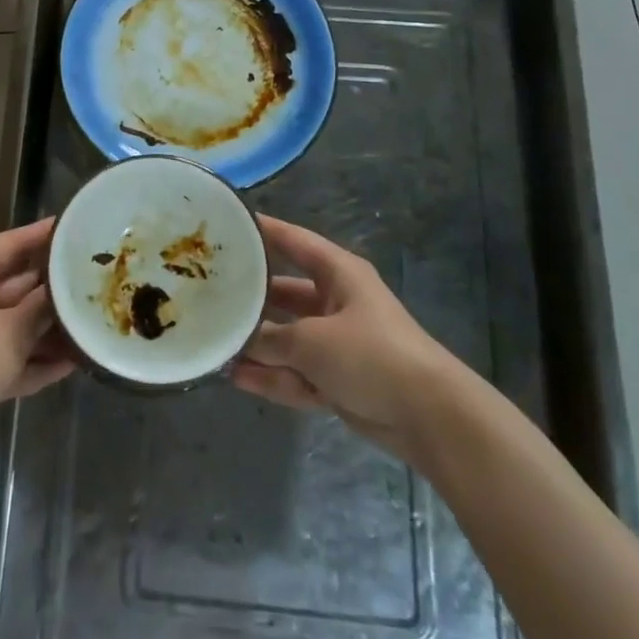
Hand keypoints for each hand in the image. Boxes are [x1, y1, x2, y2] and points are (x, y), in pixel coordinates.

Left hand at [0, 217, 73, 463]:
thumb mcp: (10, 328)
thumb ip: (42, 306)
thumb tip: (66, 289)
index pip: (8, 244)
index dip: (42, 235)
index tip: (75, 227)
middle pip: (16, 285)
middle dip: (53, 289)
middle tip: (96, 280)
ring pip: (16, 324)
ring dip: (50, 329)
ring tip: (93, 322)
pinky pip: (12, 357)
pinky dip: (37, 359)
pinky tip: (75, 361)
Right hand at [232, 216, 449, 456]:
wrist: (429, 416)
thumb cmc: (370, 354)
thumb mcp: (311, 340)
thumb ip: (270, 339)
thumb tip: (237, 342)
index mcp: (339, 274)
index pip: (293, 241)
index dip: (263, 230)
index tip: (228, 223)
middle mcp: (337, 302)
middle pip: (285, 293)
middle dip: (251, 298)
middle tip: (209, 294)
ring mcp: (338, 343)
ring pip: (288, 338)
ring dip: (257, 345)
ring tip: (216, 343)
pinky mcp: (339, 380)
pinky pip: (297, 373)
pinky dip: (273, 376)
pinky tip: (237, 378)